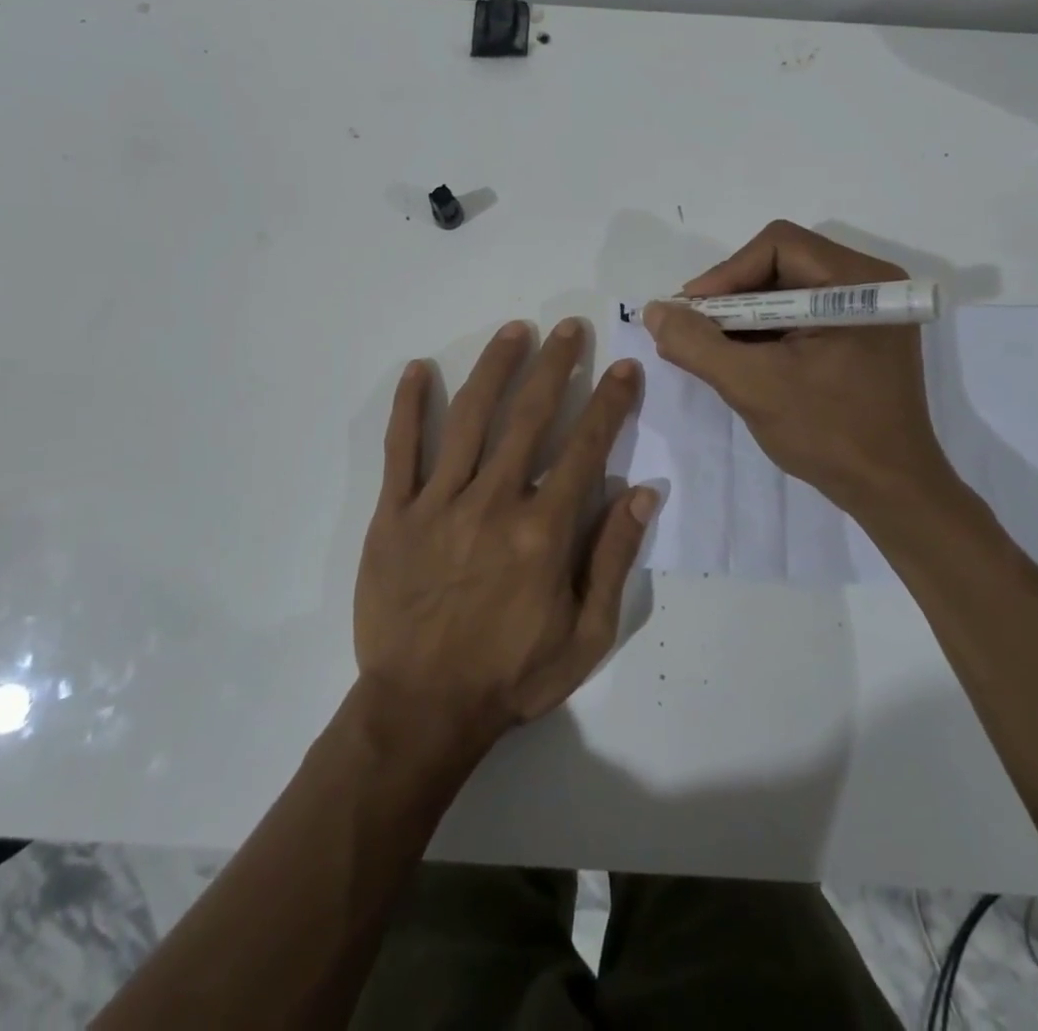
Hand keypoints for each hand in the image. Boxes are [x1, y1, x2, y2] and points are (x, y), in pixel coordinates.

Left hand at [355, 319, 653, 746]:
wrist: (422, 710)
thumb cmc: (511, 675)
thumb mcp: (586, 635)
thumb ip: (613, 558)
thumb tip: (644, 491)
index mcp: (543, 531)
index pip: (586, 447)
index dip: (610, 402)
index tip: (625, 367)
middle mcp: (493, 502)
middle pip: (529, 416)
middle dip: (556, 365)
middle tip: (571, 327)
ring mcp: (438, 503)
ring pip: (469, 418)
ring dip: (495, 368)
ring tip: (515, 330)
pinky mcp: (393, 513)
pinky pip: (400, 449)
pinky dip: (408, 406)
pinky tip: (418, 369)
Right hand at [643, 220, 962, 520]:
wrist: (890, 491)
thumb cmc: (828, 433)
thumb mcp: (752, 385)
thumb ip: (697, 344)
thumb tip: (655, 311)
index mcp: (858, 283)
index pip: (778, 246)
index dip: (726, 273)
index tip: (691, 313)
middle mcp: (870, 284)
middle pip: (781, 263)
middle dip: (731, 296)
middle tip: (695, 329)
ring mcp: (868, 311)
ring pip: (787, 289)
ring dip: (744, 315)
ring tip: (711, 347)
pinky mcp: (860, 336)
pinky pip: (801, 314)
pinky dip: (765, 331)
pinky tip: (741, 358)